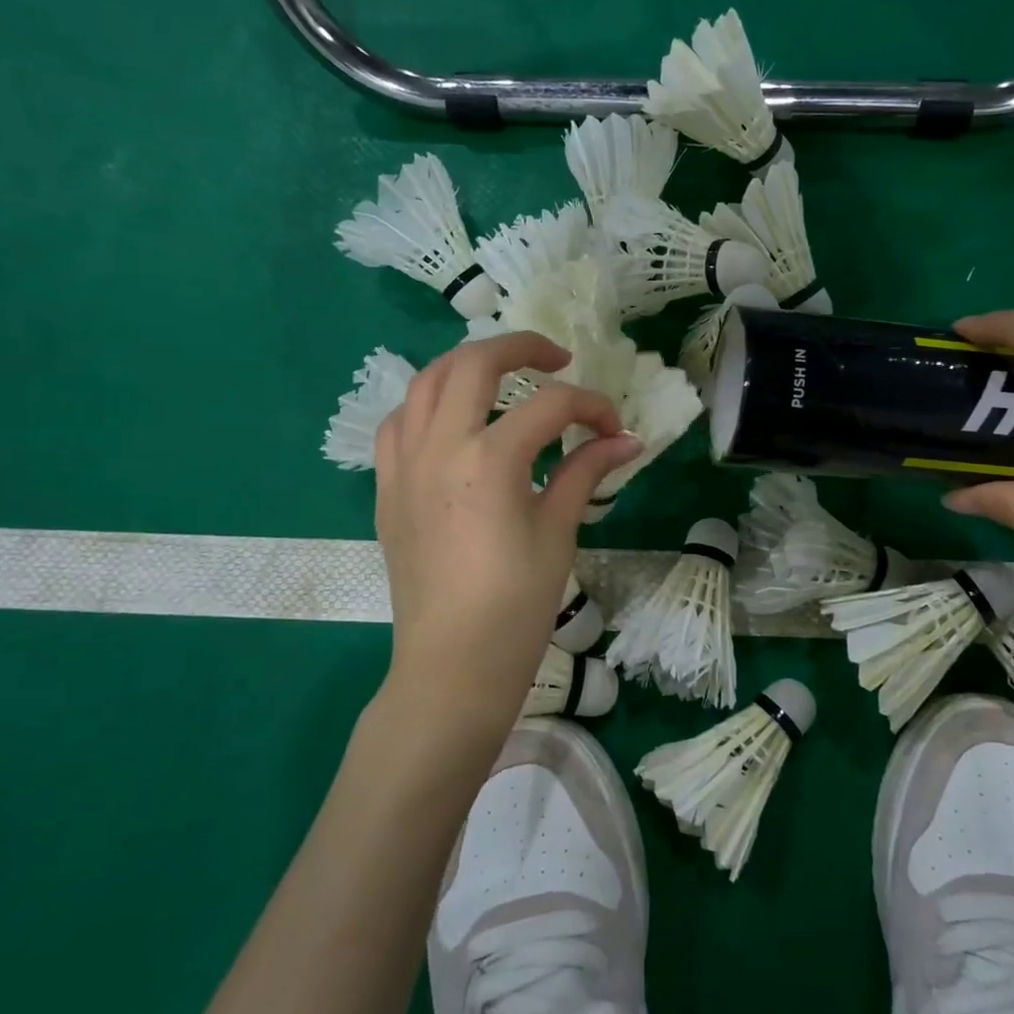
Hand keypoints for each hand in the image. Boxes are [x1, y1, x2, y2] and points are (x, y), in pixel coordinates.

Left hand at [373, 333, 641, 726]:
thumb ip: (586, 472)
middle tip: (557, 359)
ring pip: (425, 382)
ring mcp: (403, 465)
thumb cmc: (515, 605)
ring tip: (502, 377)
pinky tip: (453, 421)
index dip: (592, 408)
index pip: (551, 406)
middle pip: (474, 364)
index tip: (614, 430)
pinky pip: (398, 423)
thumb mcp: (558, 532)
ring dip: (467, 367)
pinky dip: (427, 404)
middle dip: (522, 347)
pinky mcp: (387, 488)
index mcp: (489, 459)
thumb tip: (627, 441)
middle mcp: (439, 447)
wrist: (452, 665)